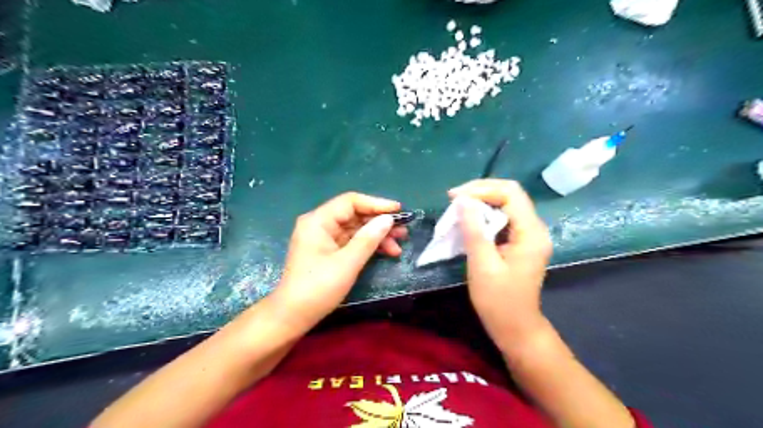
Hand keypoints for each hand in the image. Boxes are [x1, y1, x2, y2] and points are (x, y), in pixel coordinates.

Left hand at [273, 192, 407, 332]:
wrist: (293, 316)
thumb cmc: (318, 288)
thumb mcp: (347, 263)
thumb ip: (368, 239)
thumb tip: (388, 219)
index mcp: (318, 221)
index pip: (351, 202)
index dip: (376, 204)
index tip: (399, 211)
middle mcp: (320, 224)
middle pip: (354, 215)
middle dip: (379, 222)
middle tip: (403, 231)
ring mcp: (324, 238)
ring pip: (355, 229)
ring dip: (377, 235)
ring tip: (399, 245)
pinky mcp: (328, 250)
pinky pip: (351, 241)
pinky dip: (368, 245)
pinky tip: (386, 252)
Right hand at [448, 179, 551, 352]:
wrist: (515, 329)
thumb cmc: (499, 301)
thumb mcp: (483, 265)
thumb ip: (474, 230)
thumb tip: (462, 200)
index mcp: (531, 232)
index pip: (510, 193)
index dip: (481, 189)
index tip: (454, 197)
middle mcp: (534, 228)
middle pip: (508, 195)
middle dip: (479, 192)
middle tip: (452, 199)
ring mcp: (527, 235)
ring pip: (504, 205)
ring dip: (479, 203)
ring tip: (456, 208)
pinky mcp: (518, 242)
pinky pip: (501, 219)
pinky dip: (482, 216)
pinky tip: (467, 221)